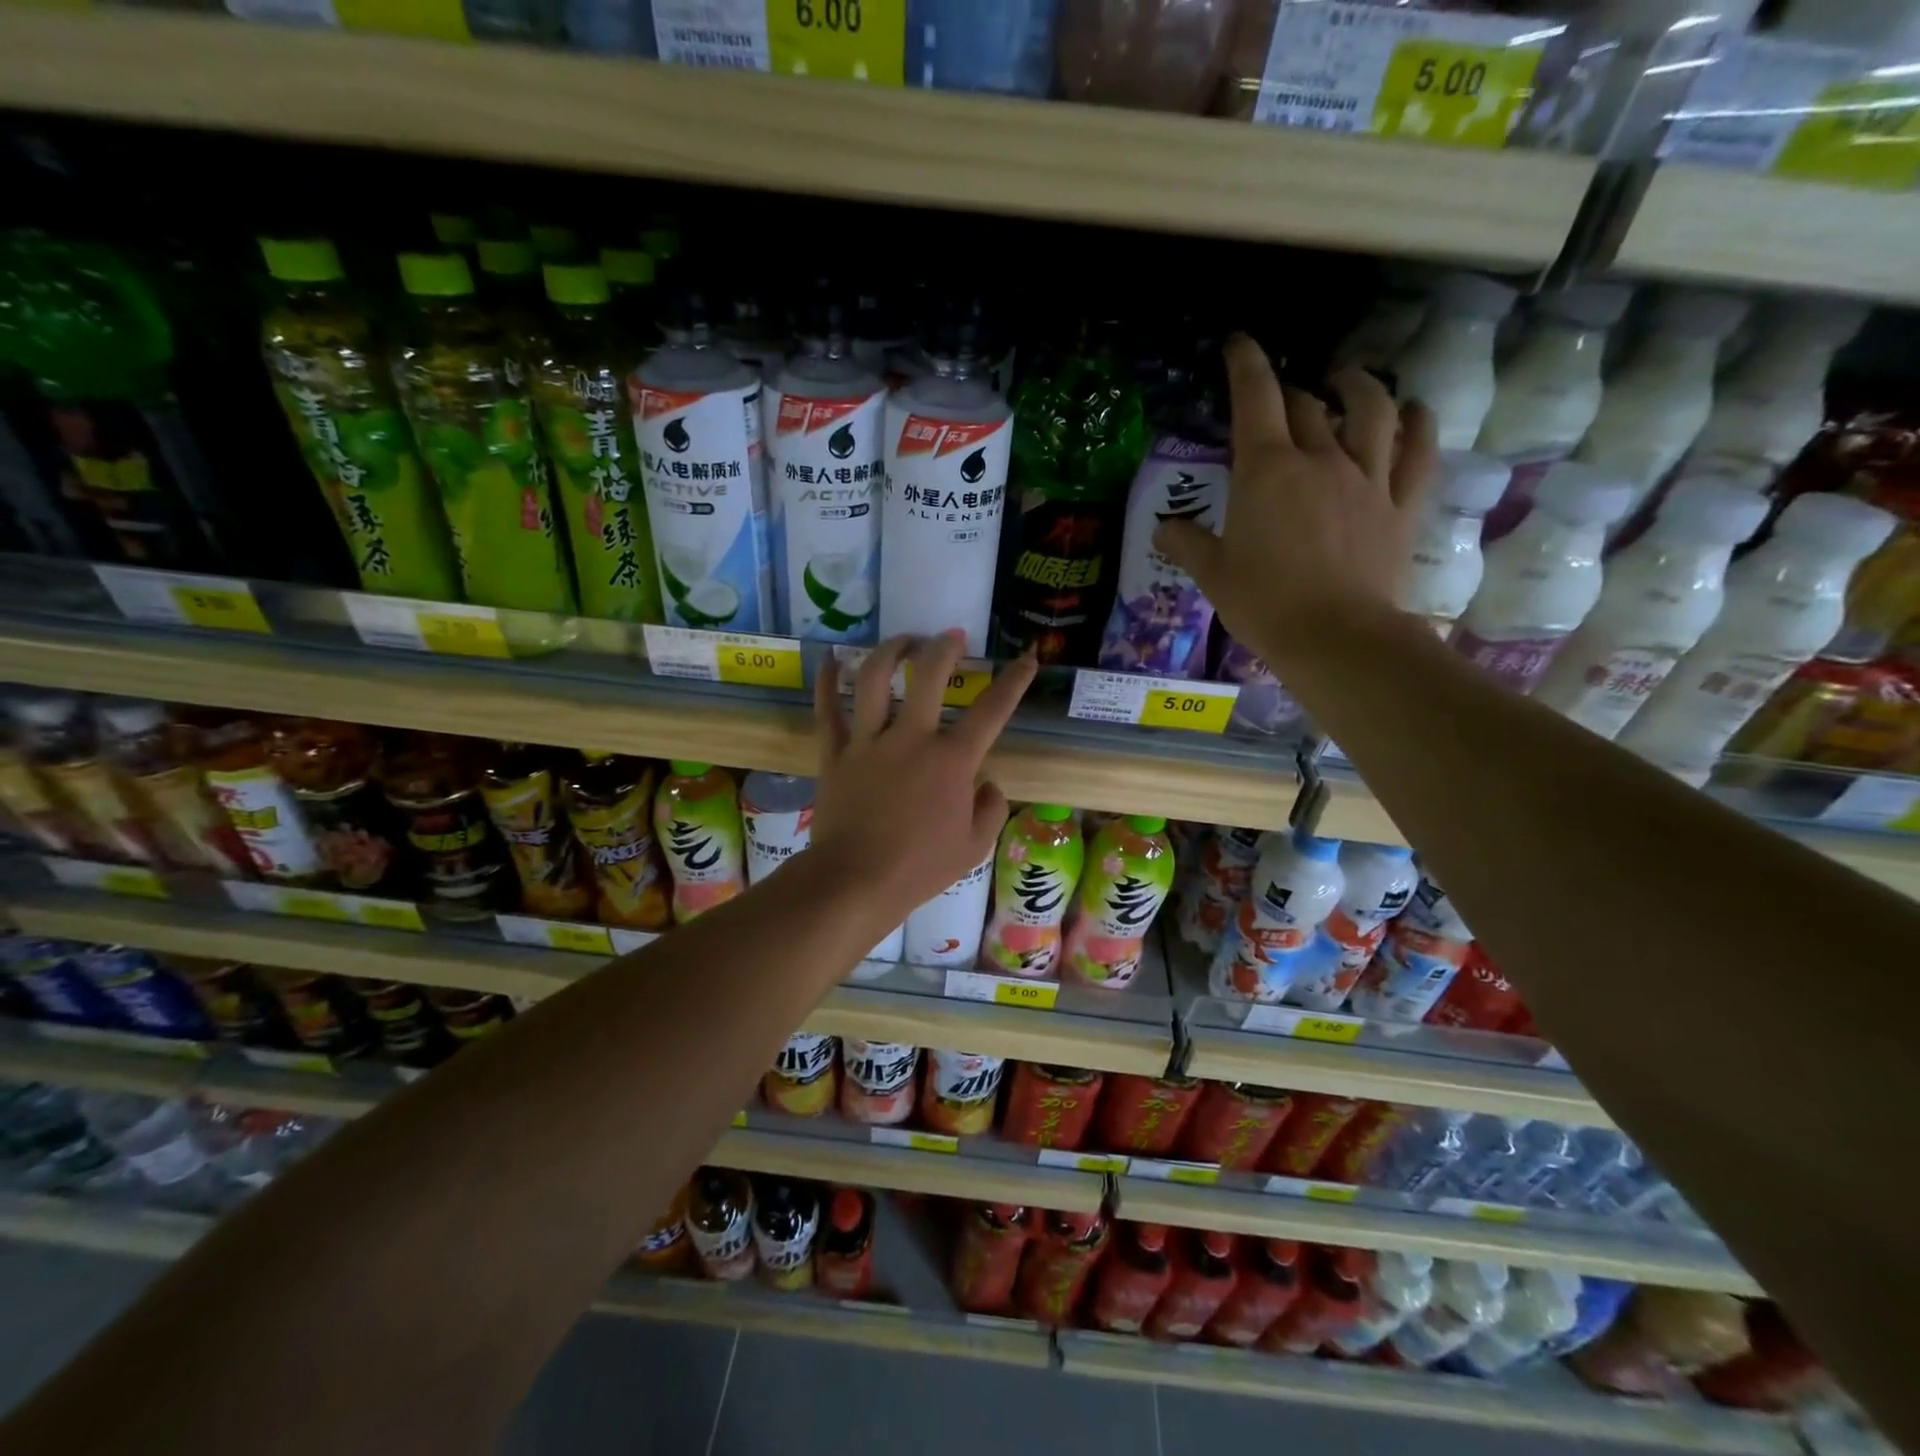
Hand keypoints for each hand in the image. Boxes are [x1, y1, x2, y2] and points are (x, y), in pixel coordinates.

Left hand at [811, 634, 1035, 919]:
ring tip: (903, 641)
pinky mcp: (835, 753)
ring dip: (890, 652)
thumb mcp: (974, 847)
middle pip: (929, 675)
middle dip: (944, 648)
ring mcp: (869, 742)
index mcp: (952, 760)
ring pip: (873, 679)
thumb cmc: (920, 867)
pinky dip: (825, 682)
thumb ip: (991, 809)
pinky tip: (829, 661)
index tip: (1026, 659)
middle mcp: (911, 738)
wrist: (856, 881)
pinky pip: (827, 710)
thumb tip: (988, 783)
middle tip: (951, 638)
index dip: (1014, 681)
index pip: (992, 711)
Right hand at [1154, 335, 1438, 674]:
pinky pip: (1418, 452)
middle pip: (1307, 406)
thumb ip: (1187, 544)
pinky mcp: (1400, 504)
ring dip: (1358, 387)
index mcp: (1266, 471)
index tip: (1239, 344)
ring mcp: (1367, 478)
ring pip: (1371, 412)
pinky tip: (1413, 412)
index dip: (1246, 364)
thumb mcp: (1213, 575)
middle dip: (1291, 393)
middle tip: (1280, 399)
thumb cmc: (1264, 603)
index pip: (1256, 398)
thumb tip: (1163, 530)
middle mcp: (1320, 459)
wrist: (1335, 636)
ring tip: (1348, 380)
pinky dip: (1418, 425)